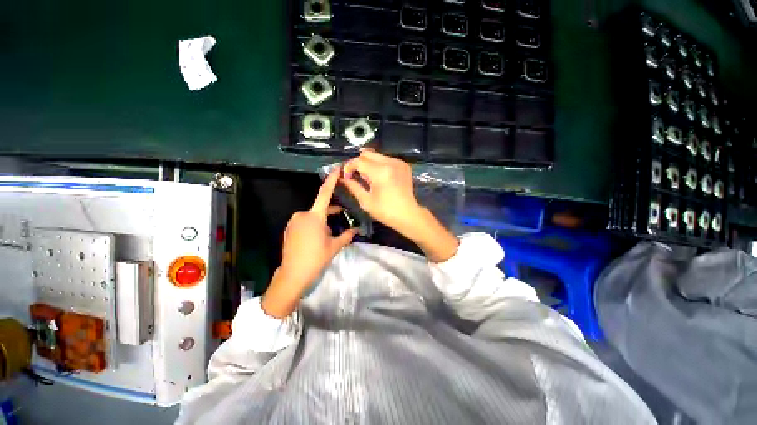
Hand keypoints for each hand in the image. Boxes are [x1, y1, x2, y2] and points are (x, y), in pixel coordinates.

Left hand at [262, 168, 357, 317]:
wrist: (293, 274)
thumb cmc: (316, 258)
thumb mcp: (335, 246)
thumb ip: (347, 235)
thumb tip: (357, 230)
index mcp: (315, 216)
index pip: (325, 194)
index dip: (332, 180)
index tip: (336, 169)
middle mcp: (302, 215)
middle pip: (320, 209)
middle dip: (332, 212)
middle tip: (343, 217)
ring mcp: (294, 221)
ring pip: (313, 216)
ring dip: (322, 221)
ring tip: (329, 233)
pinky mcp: (289, 228)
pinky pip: (305, 222)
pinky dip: (313, 225)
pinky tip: (317, 237)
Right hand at [341, 150, 458, 262]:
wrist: (408, 215)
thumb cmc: (386, 211)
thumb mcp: (366, 201)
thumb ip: (353, 186)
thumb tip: (342, 178)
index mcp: (380, 172)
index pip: (359, 161)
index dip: (349, 167)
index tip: (346, 176)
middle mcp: (390, 162)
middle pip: (367, 153)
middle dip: (358, 163)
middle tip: (356, 177)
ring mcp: (398, 162)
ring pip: (376, 155)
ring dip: (369, 164)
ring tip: (369, 179)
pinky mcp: (404, 165)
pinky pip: (386, 159)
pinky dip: (379, 165)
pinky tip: (380, 178)